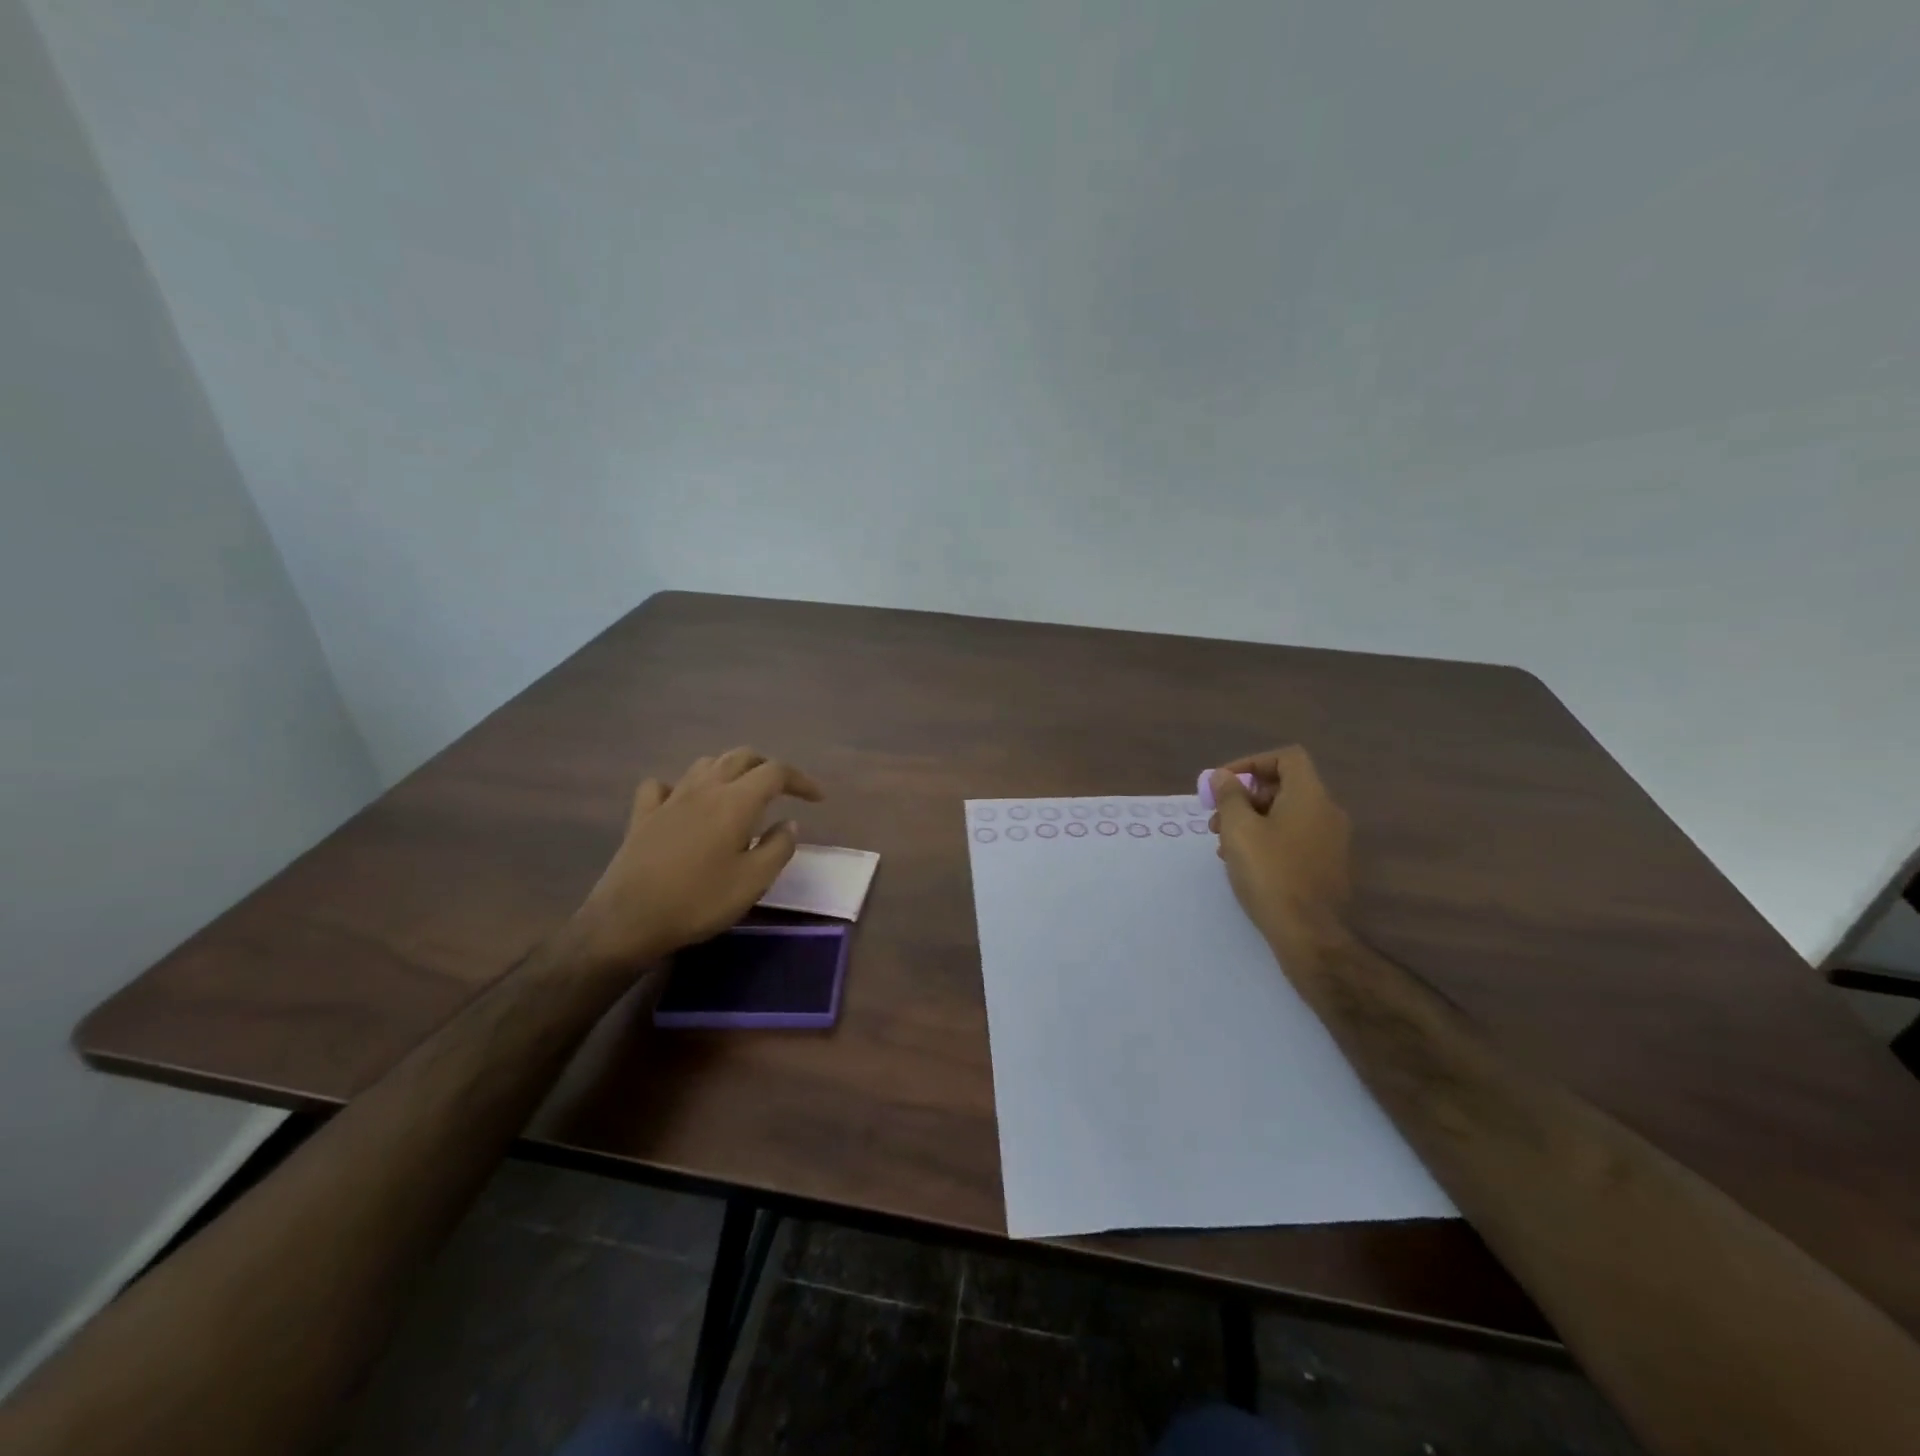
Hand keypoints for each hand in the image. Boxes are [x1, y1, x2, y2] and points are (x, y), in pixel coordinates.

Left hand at [571, 747, 824, 969]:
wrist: (628, 920)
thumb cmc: (699, 901)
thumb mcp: (754, 882)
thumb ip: (778, 847)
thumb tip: (789, 823)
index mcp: (736, 801)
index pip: (776, 772)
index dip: (800, 780)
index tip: (817, 799)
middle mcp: (704, 788)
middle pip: (741, 757)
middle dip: (767, 767)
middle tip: (783, 790)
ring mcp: (670, 799)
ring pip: (705, 764)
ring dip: (729, 770)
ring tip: (741, 792)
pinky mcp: (643, 815)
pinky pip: (663, 785)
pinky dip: (680, 786)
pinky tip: (684, 802)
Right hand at [1209, 746, 1352, 945]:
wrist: (1309, 933)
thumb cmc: (1270, 873)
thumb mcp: (1238, 829)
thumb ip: (1229, 796)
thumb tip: (1222, 776)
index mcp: (1310, 796)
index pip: (1287, 757)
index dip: (1252, 763)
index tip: (1223, 784)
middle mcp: (1327, 812)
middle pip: (1284, 786)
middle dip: (1245, 797)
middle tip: (1217, 819)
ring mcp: (1331, 841)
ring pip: (1286, 815)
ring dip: (1252, 821)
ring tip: (1224, 846)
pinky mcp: (1328, 865)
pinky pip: (1294, 838)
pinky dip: (1268, 839)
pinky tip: (1245, 863)